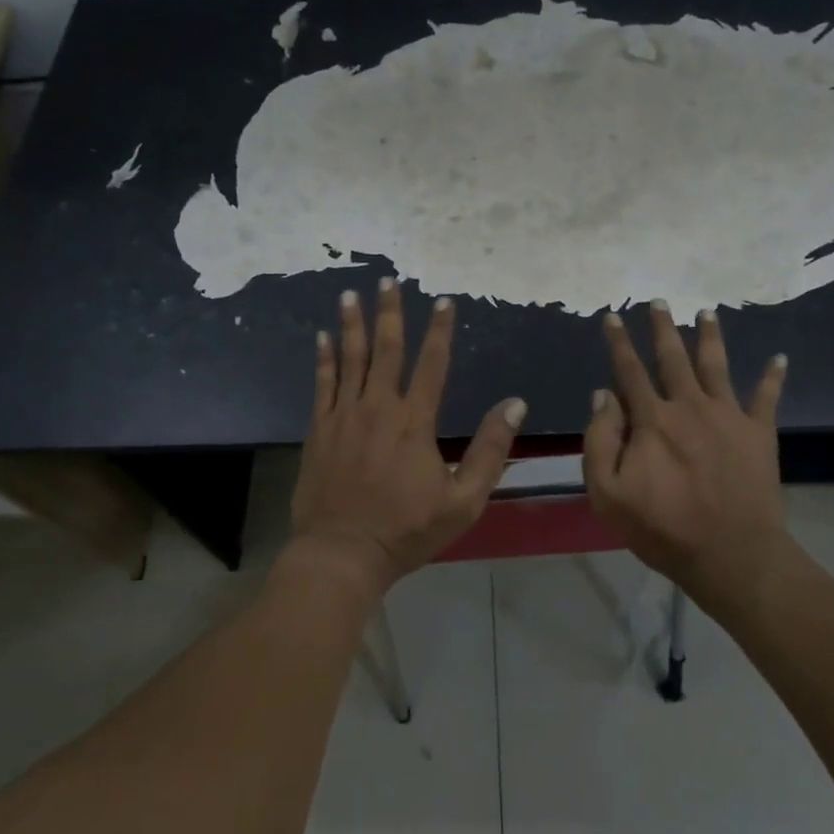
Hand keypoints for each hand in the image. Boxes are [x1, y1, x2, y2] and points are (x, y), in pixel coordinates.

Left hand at [290, 278, 525, 592]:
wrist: (343, 553)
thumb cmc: (407, 530)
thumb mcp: (464, 500)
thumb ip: (490, 450)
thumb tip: (514, 405)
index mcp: (414, 422)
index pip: (432, 365)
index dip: (439, 331)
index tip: (444, 301)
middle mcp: (377, 408)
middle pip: (385, 350)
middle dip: (389, 312)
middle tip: (388, 280)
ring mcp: (343, 416)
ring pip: (349, 359)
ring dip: (352, 324)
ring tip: (352, 293)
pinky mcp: (318, 430)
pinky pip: (322, 384)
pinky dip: (324, 358)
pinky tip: (323, 337)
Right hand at [583, 301, 802, 611]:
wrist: (731, 555)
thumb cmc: (663, 528)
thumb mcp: (608, 493)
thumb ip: (600, 440)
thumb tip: (604, 395)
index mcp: (652, 420)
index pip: (629, 371)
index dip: (618, 342)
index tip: (611, 316)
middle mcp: (690, 406)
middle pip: (673, 358)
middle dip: (663, 328)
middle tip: (659, 301)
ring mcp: (729, 417)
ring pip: (717, 366)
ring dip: (711, 337)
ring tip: (708, 312)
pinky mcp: (759, 434)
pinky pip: (767, 398)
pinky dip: (773, 377)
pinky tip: (780, 358)